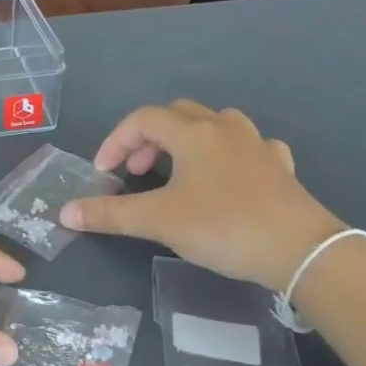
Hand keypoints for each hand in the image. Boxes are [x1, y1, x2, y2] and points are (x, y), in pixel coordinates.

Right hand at [58, 100, 342, 288]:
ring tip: (179, 170)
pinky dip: (230, 155)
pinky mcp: (281, 168)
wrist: (301, 250)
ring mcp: (258, 146)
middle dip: (149, 139)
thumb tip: (64, 212)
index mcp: (192, 133)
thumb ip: (110, 214)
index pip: (142, 120)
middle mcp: (224, 129)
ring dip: (189, 140)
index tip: (104, 173)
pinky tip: (229, 176)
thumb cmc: (223, 227)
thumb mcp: (159, 221)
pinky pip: (250, 147)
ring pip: (215, 124)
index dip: (116, 141)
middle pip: (177, 115)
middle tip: (138, 172)